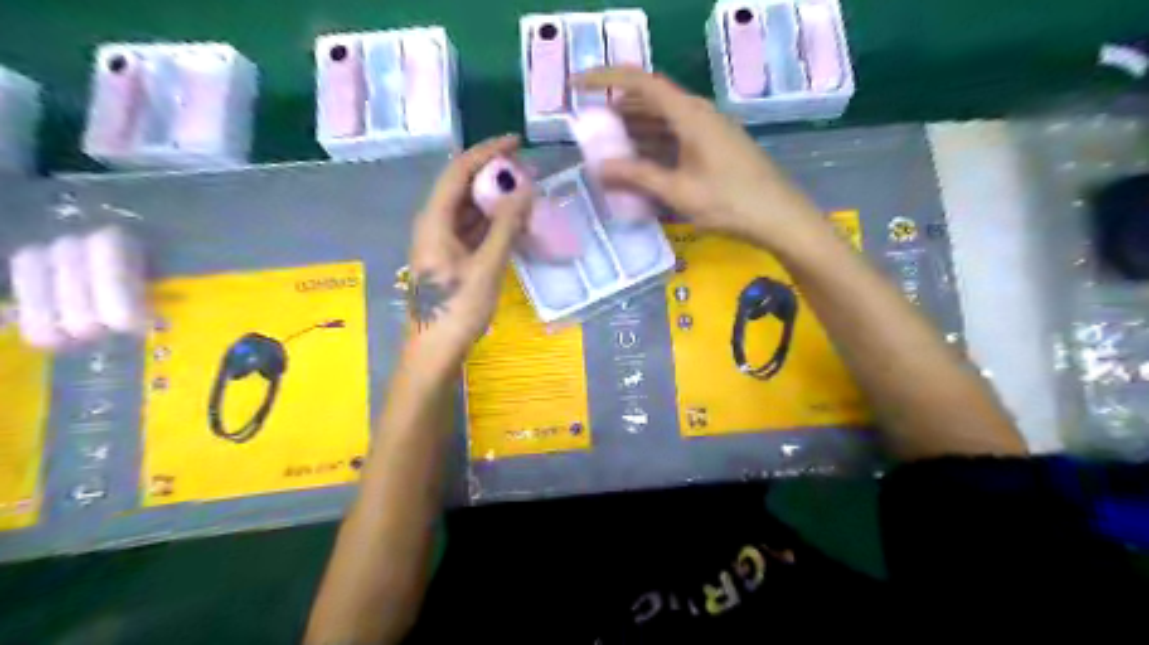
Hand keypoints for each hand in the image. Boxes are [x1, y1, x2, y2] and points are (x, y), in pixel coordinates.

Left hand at [404, 135, 534, 363]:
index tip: (516, 142)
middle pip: (462, 187)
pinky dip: (493, 223)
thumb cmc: (457, 310)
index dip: (486, 152)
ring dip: (495, 201)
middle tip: (528, 173)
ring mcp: (441, 243)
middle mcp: (433, 225)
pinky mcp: (450, 259)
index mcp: (434, 221)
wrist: (434, 352)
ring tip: (527, 196)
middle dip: (494, 176)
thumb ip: (506, 226)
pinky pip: (472, 230)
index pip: (458, 171)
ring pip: (469, 210)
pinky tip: (515, 225)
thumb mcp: (486, 267)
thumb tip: (525, 188)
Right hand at [578, 67, 821, 246]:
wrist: (779, 217)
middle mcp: (699, 113)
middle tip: (591, 127)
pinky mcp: (715, 145)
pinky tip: (640, 161)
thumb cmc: (729, 203)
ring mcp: (709, 129)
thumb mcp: (678, 192)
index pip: (640, 82)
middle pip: (651, 99)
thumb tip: (600, 167)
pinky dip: (653, 142)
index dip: (605, 78)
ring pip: (663, 118)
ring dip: (634, 128)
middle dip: (617, 109)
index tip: (577, 87)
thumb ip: (638, 176)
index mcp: (689, 115)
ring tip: (608, 145)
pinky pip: (676, 134)